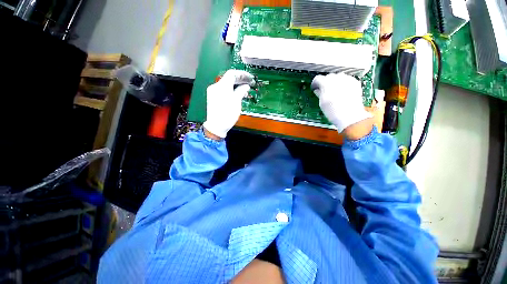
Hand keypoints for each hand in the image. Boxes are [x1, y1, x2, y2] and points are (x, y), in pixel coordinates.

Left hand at [203, 70, 254, 137]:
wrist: (216, 126)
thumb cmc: (228, 114)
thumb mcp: (236, 102)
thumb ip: (241, 91)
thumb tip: (246, 86)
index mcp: (222, 86)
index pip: (232, 74)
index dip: (242, 74)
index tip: (250, 78)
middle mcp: (216, 86)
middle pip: (228, 79)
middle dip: (240, 80)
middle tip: (249, 83)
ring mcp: (213, 92)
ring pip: (226, 85)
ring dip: (236, 86)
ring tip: (245, 91)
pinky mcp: (212, 97)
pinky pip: (223, 90)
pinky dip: (230, 90)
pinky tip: (237, 95)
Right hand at [311, 73, 372, 135]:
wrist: (349, 115)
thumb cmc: (333, 111)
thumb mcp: (322, 103)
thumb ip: (319, 93)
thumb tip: (318, 90)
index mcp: (326, 83)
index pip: (317, 78)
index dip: (315, 84)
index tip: (315, 88)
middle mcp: (337, 78)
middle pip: (328, 76)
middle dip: (325, 82)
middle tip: (324, 91)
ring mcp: (347, 79)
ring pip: (338, 77)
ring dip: (335, 82)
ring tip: (334, 92)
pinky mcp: (355, 82)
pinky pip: (347, 80)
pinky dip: (343, 84)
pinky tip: (342, 92)